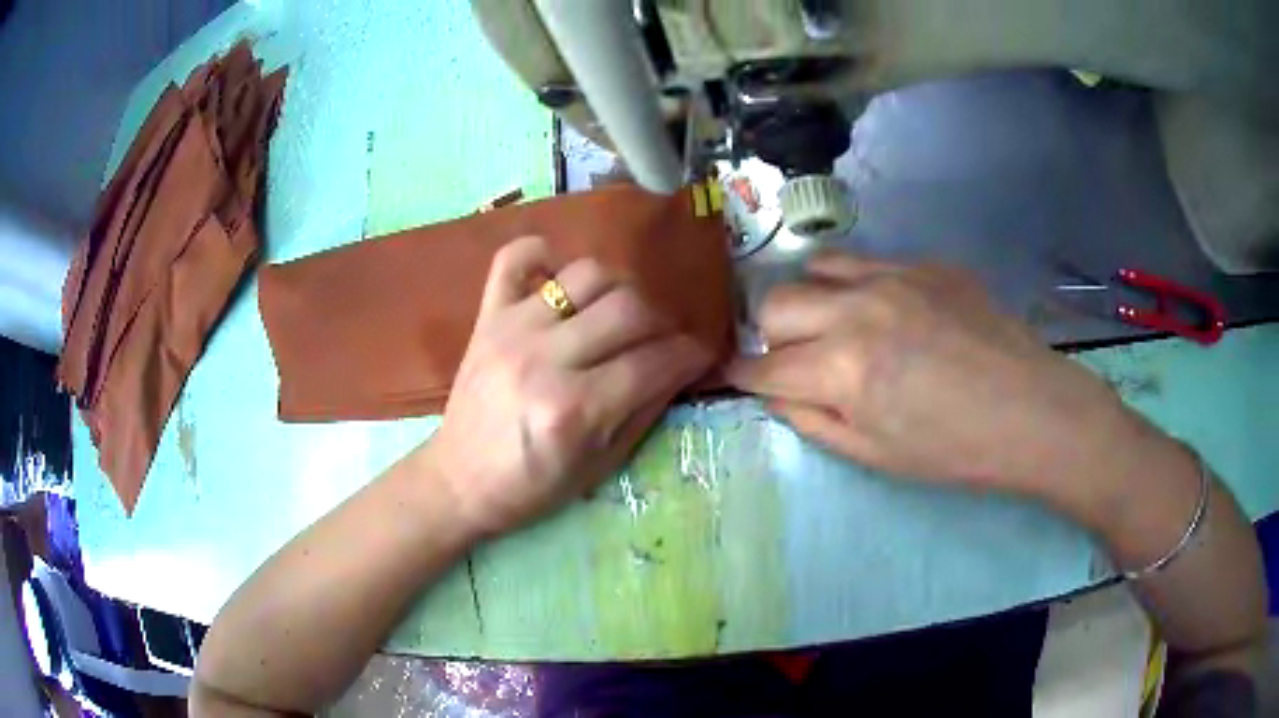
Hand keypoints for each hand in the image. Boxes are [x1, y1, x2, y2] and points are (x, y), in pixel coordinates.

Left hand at [422, 236, 712, 536]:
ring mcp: (511, 329)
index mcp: (575, 410)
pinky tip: (559, 279)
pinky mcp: (487, 316)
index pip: (655, 362)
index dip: (691, 355)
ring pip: (587, 273)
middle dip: (662, 323)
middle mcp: (544, 360)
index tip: (700, 355)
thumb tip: (681, 366)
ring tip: (618, 315)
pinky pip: (515, 257)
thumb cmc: (533, 486)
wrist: (460, 481)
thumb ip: (645, 410)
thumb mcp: (601, 466)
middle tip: (661, 341)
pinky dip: (543, 255)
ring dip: (617, 290)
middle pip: (629, 308)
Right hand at [728, 251, 1141, 499]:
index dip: (743, 375)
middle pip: (776, 302)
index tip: (738, 378)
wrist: (1034, 411)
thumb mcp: (876, 456)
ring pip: (815, 266)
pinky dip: (854, 285)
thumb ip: (813, 420)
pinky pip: (867, 262)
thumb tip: (774, 392)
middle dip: (769, 336)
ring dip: (809, 299)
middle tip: (793, 360)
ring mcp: (895, 276)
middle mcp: (859, 308)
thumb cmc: (955, 451)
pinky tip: (883, 311)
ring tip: (831, 325)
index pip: (764, 365)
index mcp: (844, 369)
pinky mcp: (926, 263)